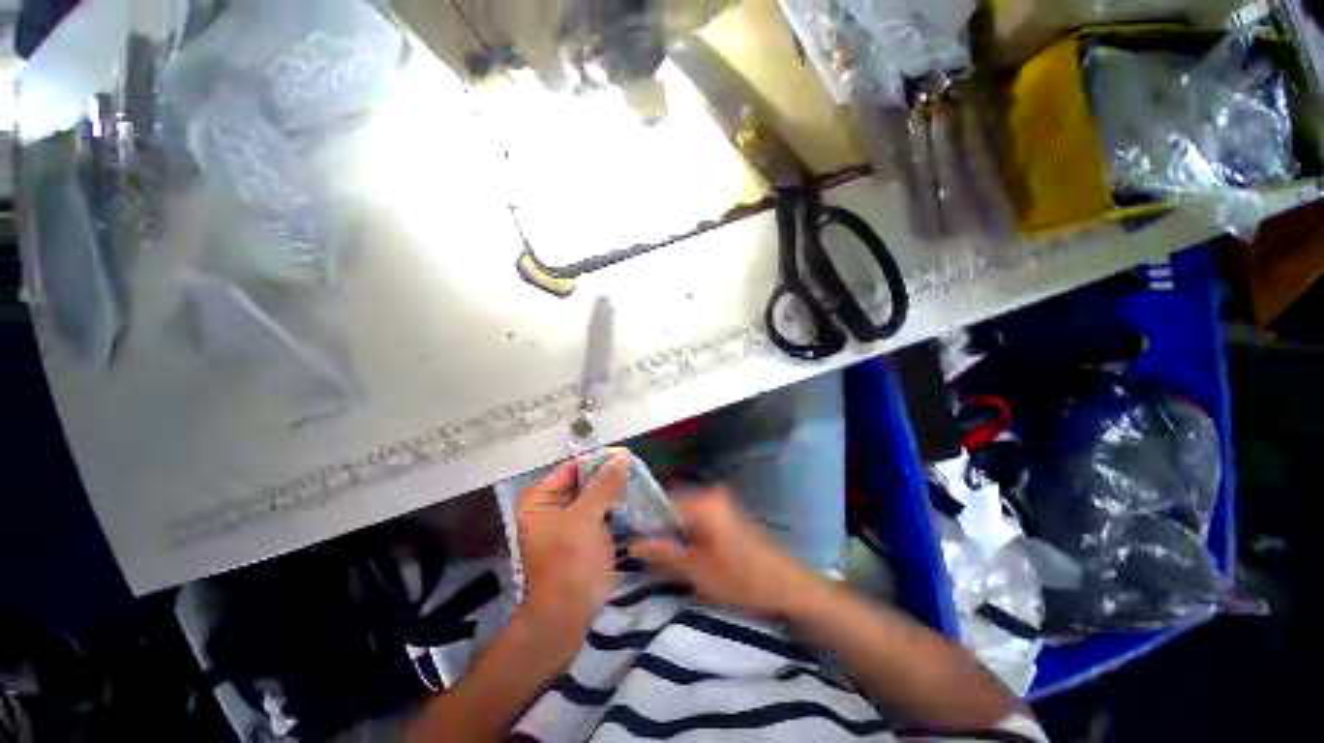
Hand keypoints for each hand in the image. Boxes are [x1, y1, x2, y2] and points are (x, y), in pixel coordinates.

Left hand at [515, 449, 626, 650]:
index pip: (574, 467)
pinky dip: (617, 508)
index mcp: (541, 498)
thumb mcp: (585, 520)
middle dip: (611, 477)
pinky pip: (602, 513)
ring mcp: (568, 522)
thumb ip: (603, 486)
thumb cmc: (569, 566)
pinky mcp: (584, 536)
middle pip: (586, 481)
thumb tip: (621, 456)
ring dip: (616, 493)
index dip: (600, 461)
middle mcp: (552, 505)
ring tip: (641, 486)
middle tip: (639, 473)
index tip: (629, 458)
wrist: (566, 619)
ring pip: (596, 496)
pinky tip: (636, 504)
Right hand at [628, 487, 818, 618]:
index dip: (646, 523)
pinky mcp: (728, 513)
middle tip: (649, 555)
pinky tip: (689, 554)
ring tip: (668, 557)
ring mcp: (722, 502)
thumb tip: (632, 544)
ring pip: (686, 513)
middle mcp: (711, 494)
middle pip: (674, 506)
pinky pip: (699, 516)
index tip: (634, 543)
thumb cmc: (741, 579)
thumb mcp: (696, 570)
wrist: (787, 585)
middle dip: (661, 528)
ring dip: (675, 532)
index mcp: (703, 502)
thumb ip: (663, 553)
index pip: (662, 503)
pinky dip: (690, 532)